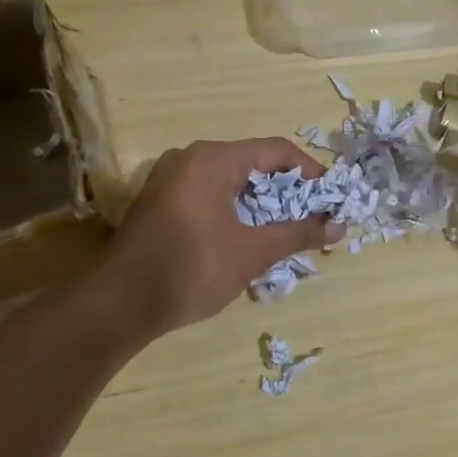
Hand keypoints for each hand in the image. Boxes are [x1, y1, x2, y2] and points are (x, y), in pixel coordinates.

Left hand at [103, 138, 338, 335]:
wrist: (118, 305)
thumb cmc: (191, 269)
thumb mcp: (253, 252)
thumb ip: (298, 233)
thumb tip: (339, 226)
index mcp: (213, 159)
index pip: (277, 151)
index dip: (310, 173)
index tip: (330, 199)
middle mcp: (189, 158)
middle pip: (253, 163)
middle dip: (287, 190)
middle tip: (312, 217)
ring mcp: (169, 179)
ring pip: (230, 180)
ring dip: (261, 202)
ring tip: (285, 229)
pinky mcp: (158, 201)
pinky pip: (208, 193)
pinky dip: (235, 208)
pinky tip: (248, 235)